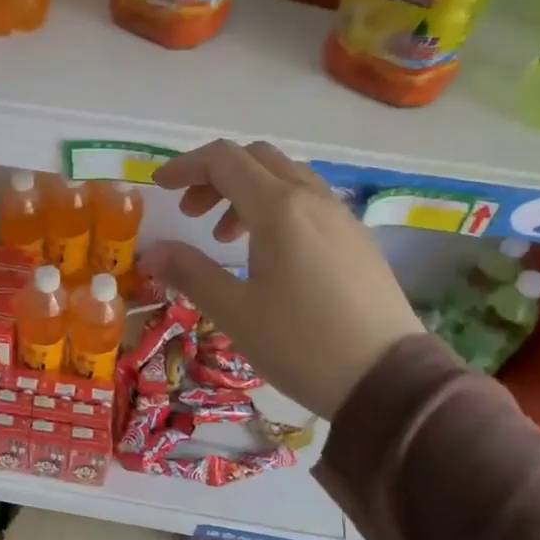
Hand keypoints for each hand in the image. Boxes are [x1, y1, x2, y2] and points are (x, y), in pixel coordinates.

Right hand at [147, 140, 420, 417]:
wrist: (387, 380)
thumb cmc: (301, 343)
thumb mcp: (234, 311)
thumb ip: (190, 273)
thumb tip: (152, 252)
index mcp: (279, 208)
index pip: (224, 160)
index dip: (185, 167)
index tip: (160, 188)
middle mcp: (313, 199)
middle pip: (256, 159)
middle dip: (215, 176)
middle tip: (191, 214)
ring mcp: (341, 216)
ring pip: (285, 178)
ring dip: (246, 192)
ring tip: (225, 239)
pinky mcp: (356, 239)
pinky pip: (308, 201)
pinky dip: (275, 208)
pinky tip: (268, 254)